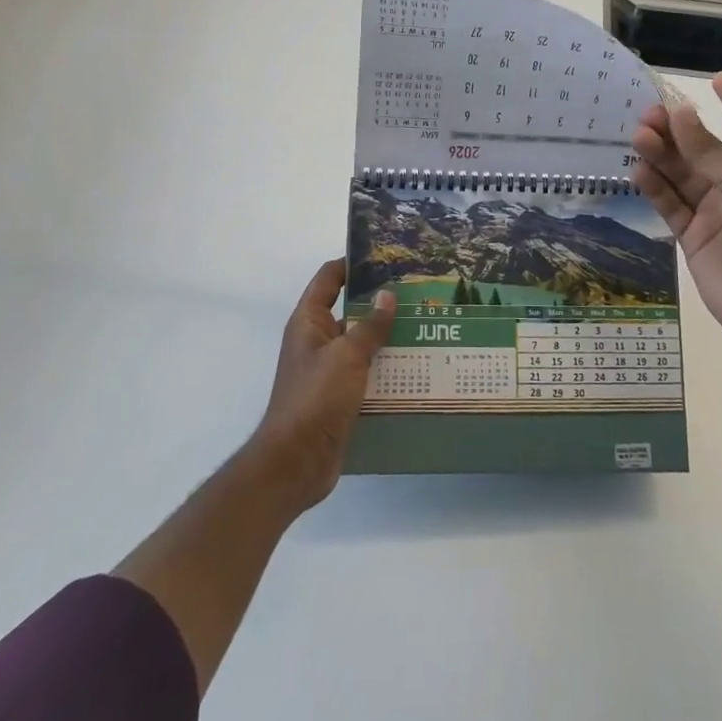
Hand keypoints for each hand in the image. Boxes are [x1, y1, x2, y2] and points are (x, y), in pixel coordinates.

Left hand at [248, 260, 394, 509]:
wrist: (295, 463)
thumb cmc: (315, 399)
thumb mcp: (347, 356)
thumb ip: (369, 326)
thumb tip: (387, 295)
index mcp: (309, 322)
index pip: (329, 278)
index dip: (353, 263)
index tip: (386, 257)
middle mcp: (316, 341)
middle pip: (349, 311)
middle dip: (380, 303)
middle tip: (418, 294)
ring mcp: (327, 371)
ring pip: (361, 344)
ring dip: (387, 338)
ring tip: (425, 328)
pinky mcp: (339, 398)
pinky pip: (365, 374)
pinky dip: (386, 369)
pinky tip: (416, 369)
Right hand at [631, 72, 721, 358]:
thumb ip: (709, 150)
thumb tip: (679, 113)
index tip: (717, 79)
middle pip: (705, 149)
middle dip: (679, 130)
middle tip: (649, 114)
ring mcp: (716, 212)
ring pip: (681, 175)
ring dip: (661, 155)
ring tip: (637, 137)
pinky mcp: (694, 236)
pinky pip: (670, 204)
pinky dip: (654, 188)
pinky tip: (637, 171)